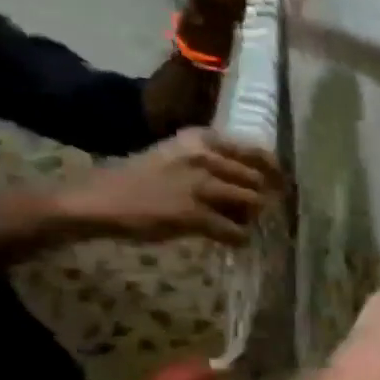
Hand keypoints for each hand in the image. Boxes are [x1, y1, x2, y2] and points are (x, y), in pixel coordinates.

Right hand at [60, 129, 280, 246]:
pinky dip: (239, 238)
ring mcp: (201, 186)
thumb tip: (250, 178)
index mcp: (201, 139)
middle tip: (256, 212)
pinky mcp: (196, 214)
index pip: (255, 152)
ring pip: (252, 203)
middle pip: (257, 180)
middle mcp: (205, 157)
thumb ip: (211, 161)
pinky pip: (235, 231)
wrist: (99, 199)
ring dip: (252, 217)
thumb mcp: (176, 156)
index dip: (274, 172)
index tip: (280, 184)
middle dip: (262, 199)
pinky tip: (233, 241)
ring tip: (240, 224)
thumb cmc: (138, 179)